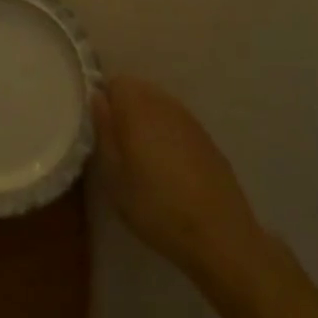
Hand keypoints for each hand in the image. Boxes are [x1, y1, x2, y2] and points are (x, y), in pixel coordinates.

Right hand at [93, 75, 263, 279]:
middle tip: (121, 148)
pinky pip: (177, 123)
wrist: (219, 234)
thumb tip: (98, 98)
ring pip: (158, 106)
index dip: (105, 103)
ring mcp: (189, 119)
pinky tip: (171, 169)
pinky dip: (168, 135)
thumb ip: (104, 131)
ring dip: (147, 122)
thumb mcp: (115, 177)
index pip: (115, 83)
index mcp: (138, 107)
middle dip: (126, 110)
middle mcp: (164, 103)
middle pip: (138, 90)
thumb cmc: (157, 207)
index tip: (103, 132)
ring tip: (145, 160)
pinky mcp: (206, 138)